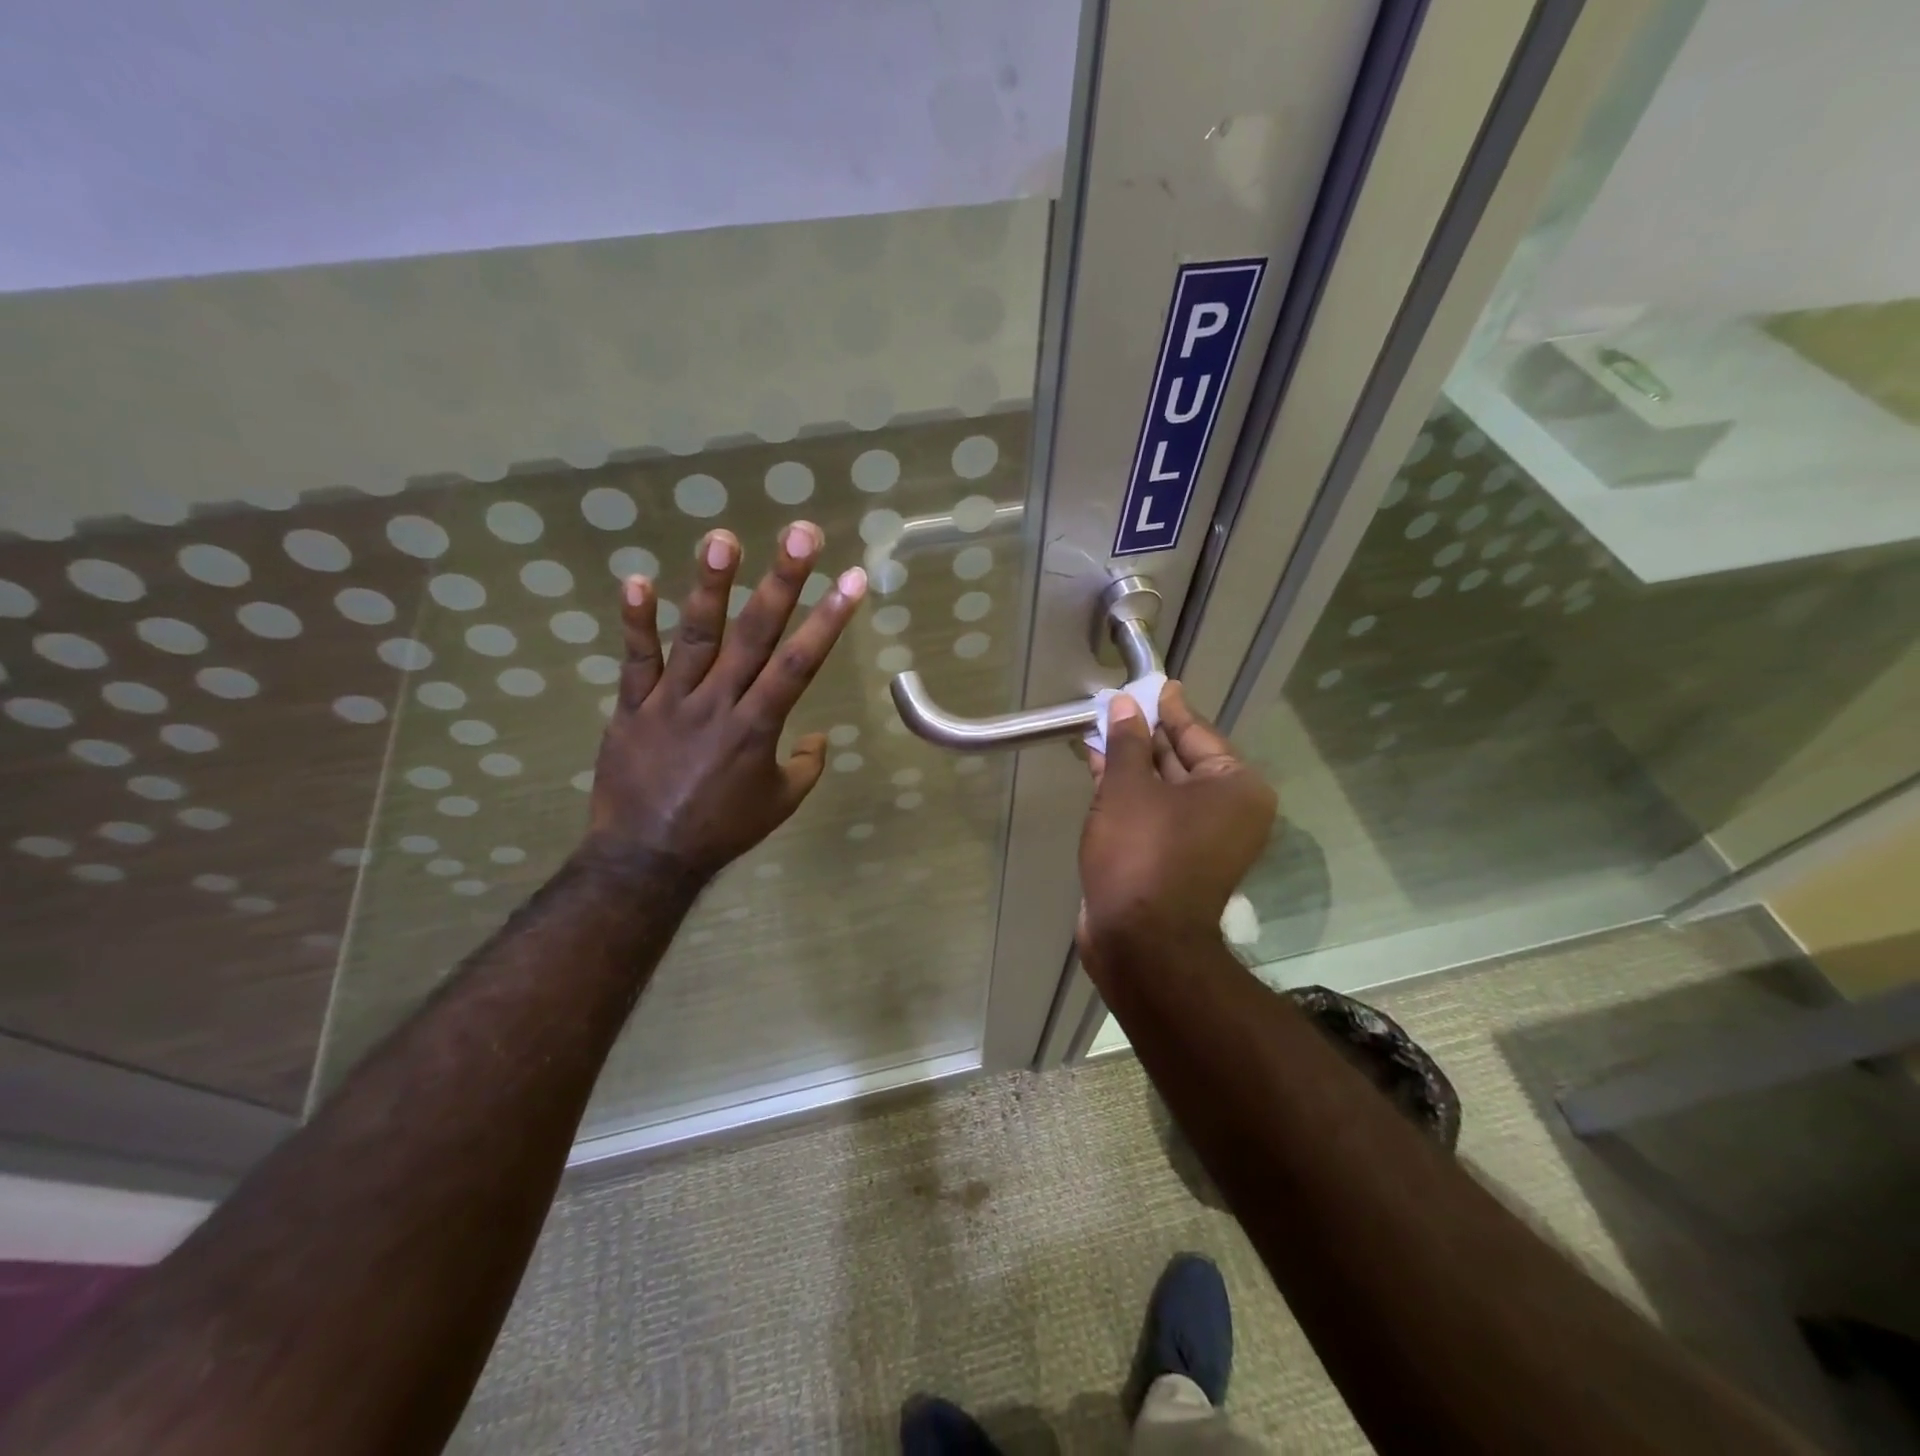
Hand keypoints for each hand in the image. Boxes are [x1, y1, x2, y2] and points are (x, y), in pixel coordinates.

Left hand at [583, 521, 865, 882]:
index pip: (801, 663)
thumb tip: (820, 737)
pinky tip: (637, 580)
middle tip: (801, 534)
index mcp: (758, 727)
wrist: (647, 856)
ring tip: (723, 537)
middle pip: (755, 635)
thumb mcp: (779, 804)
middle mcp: (719, 703)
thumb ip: (806, 766)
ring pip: (696, 636)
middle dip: (782, 582)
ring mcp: (672, 701)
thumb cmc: (722, 829)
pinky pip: (635, 660)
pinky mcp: (633, 707)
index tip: (853, 579)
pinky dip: (636, 622)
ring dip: (711, 586)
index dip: (829, 619)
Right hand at [1078, 682, 1276, 958]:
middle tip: (1118, 704)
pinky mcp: (1172, 858)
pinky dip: (1126, 791)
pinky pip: (1151, 811)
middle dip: (1144, 734)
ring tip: (1099, 730)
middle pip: (1181, 759)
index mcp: (1235, 788)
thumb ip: (1127, 742)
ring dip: (1129, 761)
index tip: (1153, 684)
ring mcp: (1200, 838)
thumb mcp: (1129, 788)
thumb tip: (1126, 705)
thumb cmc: (1142, 853)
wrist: (1139, 942)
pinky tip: (1097, 766)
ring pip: (1162, 787)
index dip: (1169, 708)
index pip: (1197, 733)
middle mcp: (1226, 811)